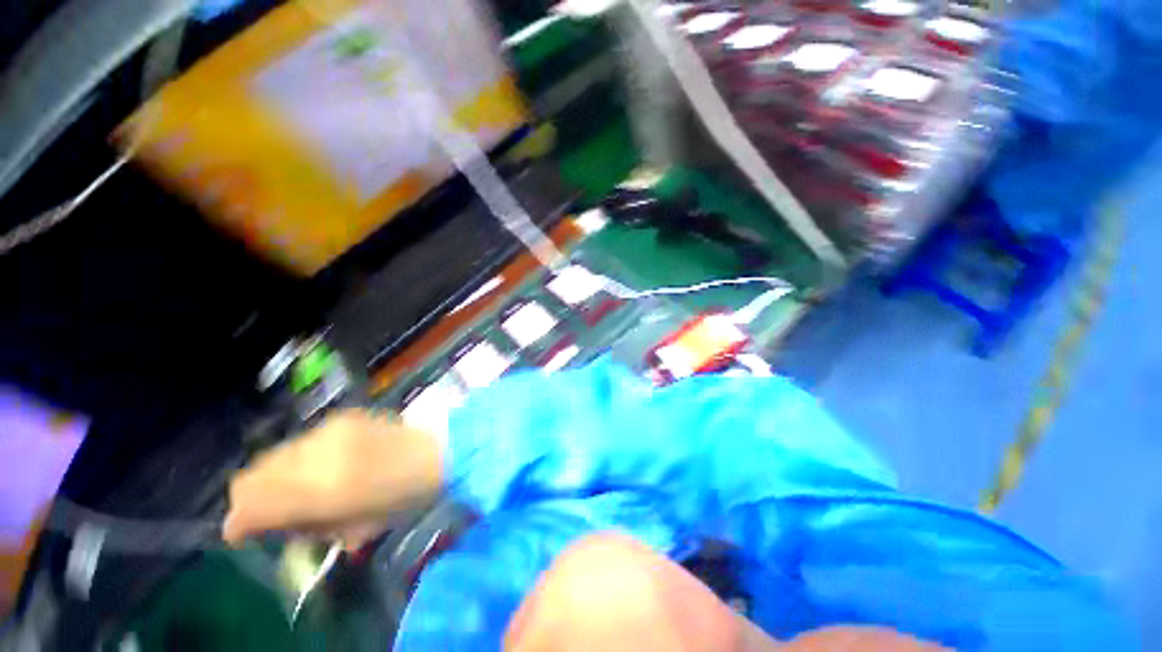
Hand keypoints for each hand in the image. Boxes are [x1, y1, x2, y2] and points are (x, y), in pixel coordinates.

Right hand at [223, 409, 443, 548]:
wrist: (440, 450)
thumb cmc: (406, 497)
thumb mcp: (355, 528)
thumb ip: (305, 528)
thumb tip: (259, 528)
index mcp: (324, 489)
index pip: (249, 503)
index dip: (238, 522)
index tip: (245, 534)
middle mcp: (318, 453)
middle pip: (252, 476)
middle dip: (255, 499)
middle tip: (279, 513)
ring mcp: (330, 429)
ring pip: (275, 456)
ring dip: (279, 477)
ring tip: (308, 488)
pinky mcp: (343, 416)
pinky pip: (303, 442)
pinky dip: (302, 459)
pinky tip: (330, 464)